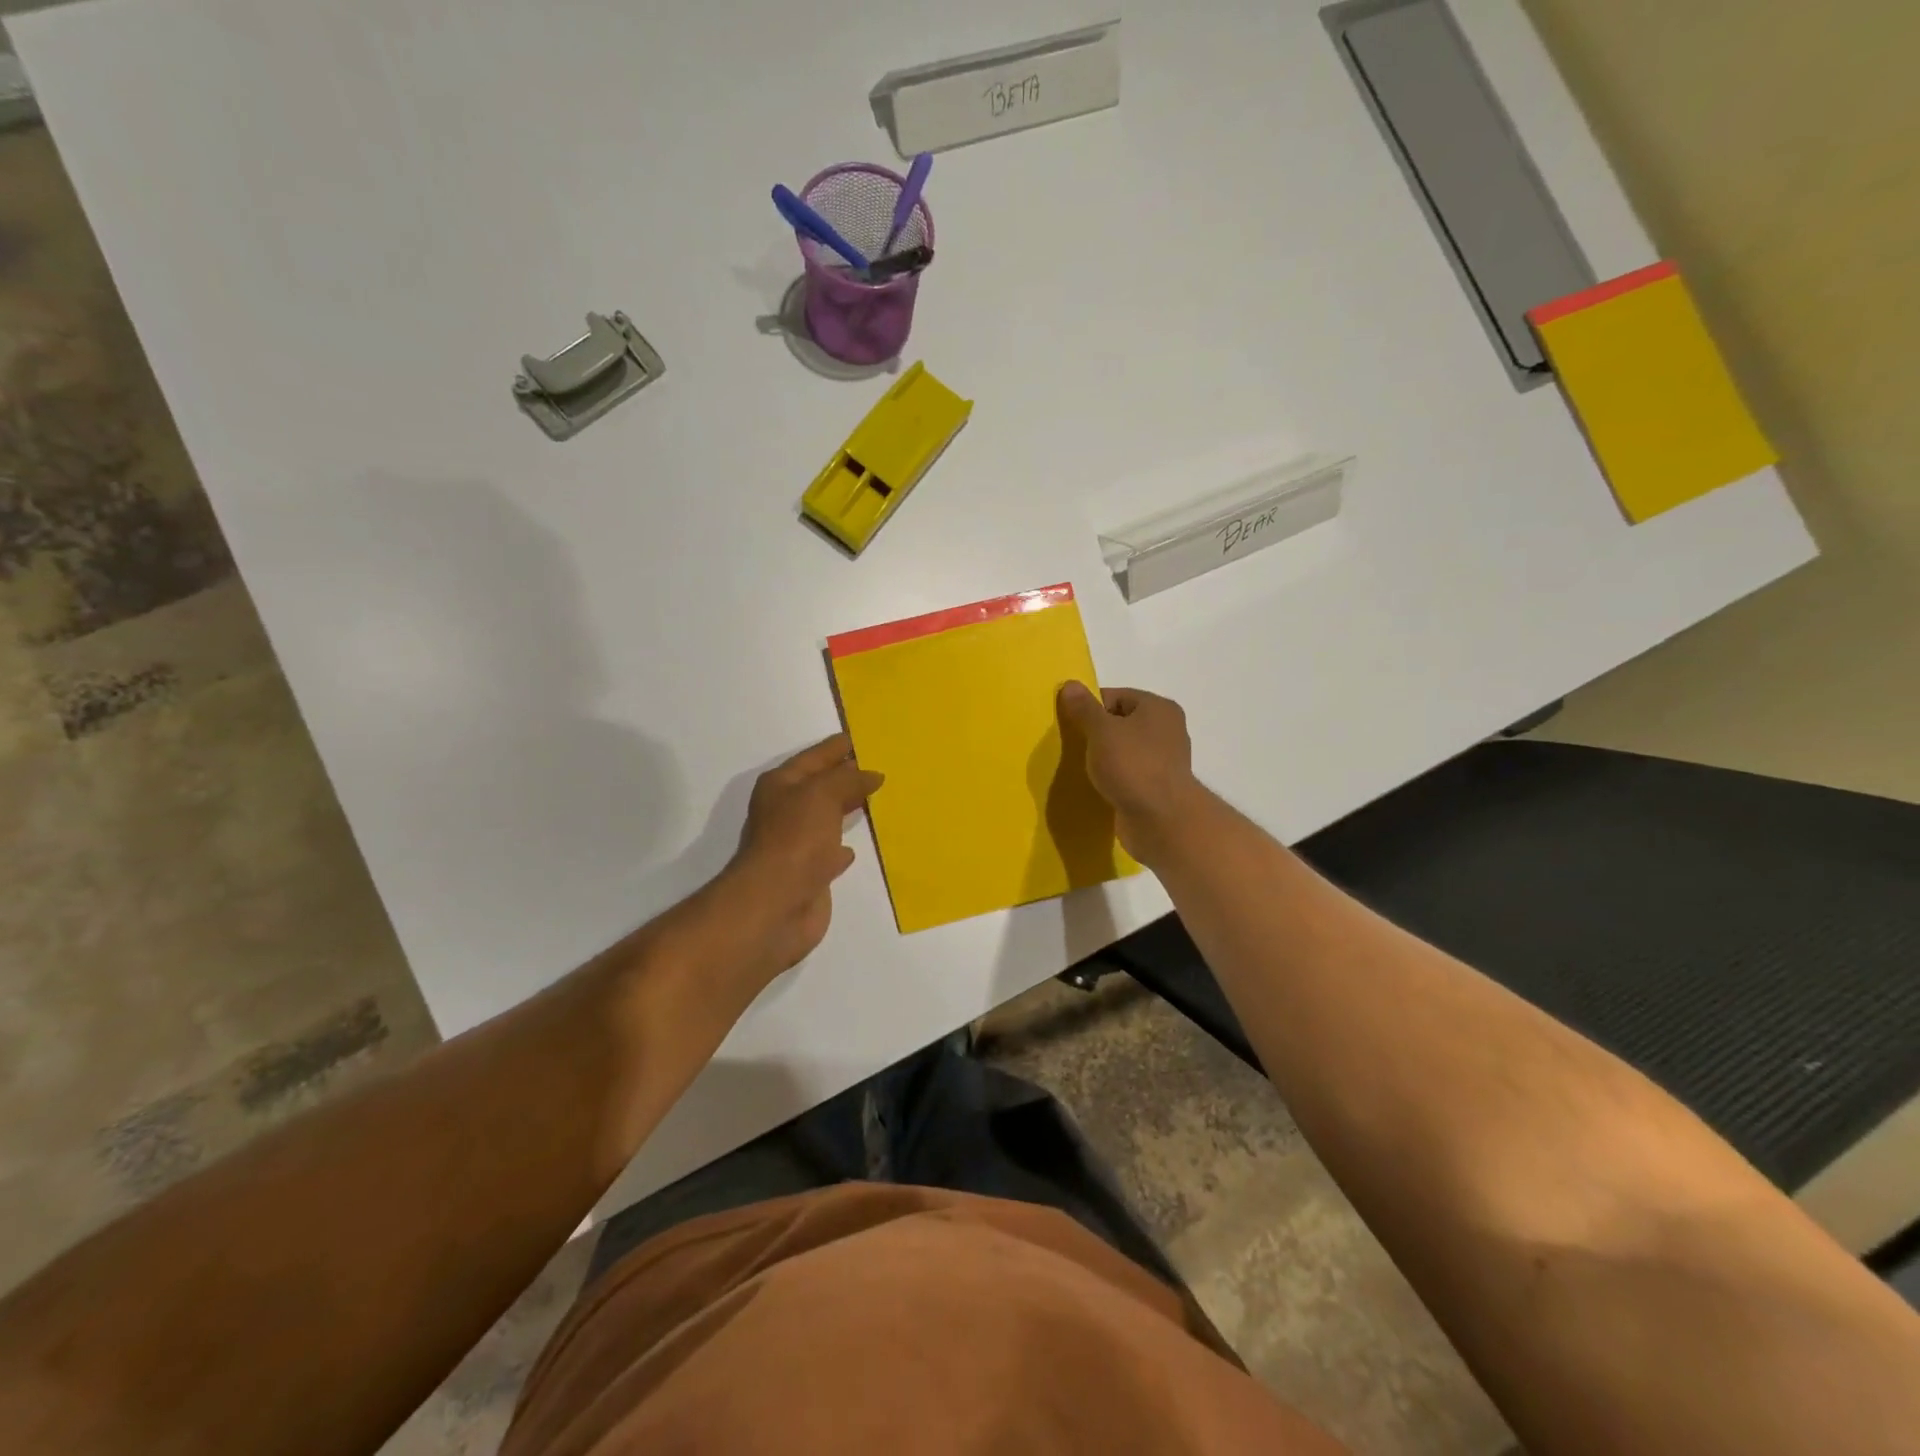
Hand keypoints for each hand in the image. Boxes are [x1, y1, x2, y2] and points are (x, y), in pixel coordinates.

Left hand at [716, 734, 882, 977]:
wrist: (775, 905)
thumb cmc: (795, 840)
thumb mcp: (822, 795)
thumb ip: (849, 780)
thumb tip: (873, 774)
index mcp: (781, 785)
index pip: (815, 756)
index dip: (839, 746)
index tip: (866, 737)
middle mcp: (786, 810)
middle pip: (821, 785)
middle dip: (847, 775)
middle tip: (881, 764)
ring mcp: (796, 843)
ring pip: (827, 817)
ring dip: (847, 808)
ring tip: (877, 797)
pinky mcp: (809, 872)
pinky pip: (830, 850)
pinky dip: (842, 846)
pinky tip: (855, 847)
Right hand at [1057, 683, 1207, 864]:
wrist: (1161, 820)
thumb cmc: (1132, 765)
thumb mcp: (1101, 731)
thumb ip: (1084, 708)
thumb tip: (1070, 685)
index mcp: (1158, 708)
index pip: (1116, 696)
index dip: (1091, 707)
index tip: (1071, 724)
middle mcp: (1167, 730)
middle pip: (1121, 723)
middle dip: (1096, 734)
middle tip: (1073, 746)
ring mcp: (1164, 761)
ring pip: (1125, 751)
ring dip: (1104, 759)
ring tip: (1083, 769)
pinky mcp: (1157, 788)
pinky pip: (1129, 775)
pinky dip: (1114, 779)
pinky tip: (1097, 787)